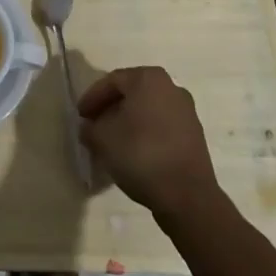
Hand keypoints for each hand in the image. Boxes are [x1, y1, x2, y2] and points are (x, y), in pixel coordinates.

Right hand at [78, 66, 220, 219]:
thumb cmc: (141, 155)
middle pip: (132, 93)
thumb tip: (88, 127)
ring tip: (112, 142)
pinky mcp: (195, 136)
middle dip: (111, 109)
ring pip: (148, 110)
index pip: (112, 81)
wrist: (188, 197)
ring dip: (128, 122)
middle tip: (94, 125)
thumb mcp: (103, 139)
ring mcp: (187, 112)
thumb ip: (90, 128)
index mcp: (148, 78)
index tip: (81, 116)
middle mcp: (171, 87)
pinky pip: (162, 126)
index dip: (92, 98)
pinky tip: (134, 152)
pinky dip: (146, 134)